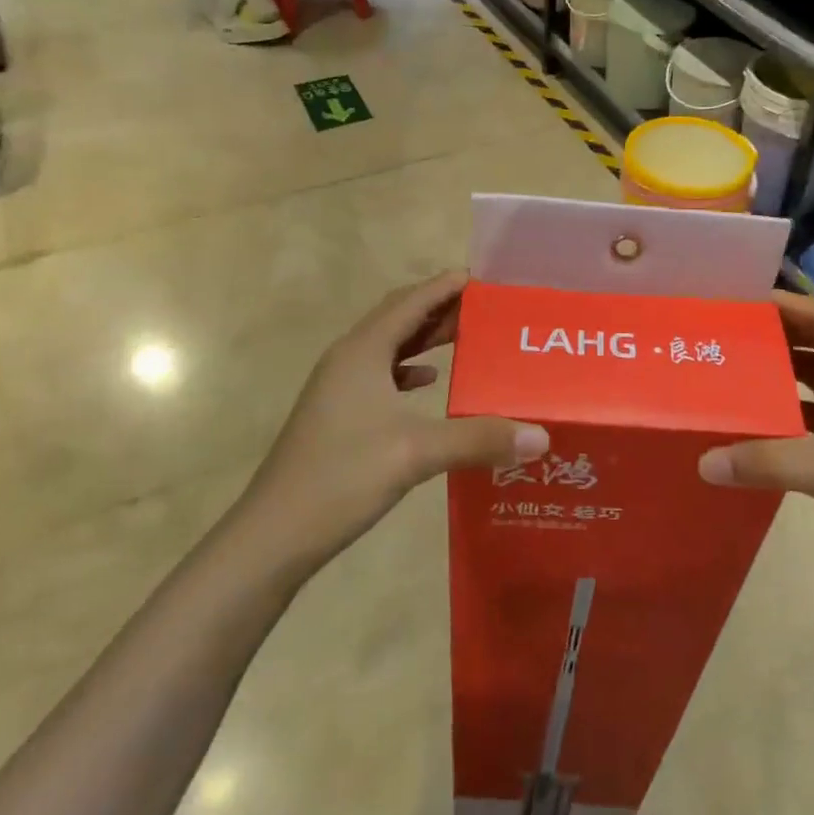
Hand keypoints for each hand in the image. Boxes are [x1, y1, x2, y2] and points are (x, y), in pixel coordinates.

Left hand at [242, 272, 547, 571]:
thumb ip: (478, 439)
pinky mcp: (337, 413)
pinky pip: (380, 374)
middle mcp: (348, 358)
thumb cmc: (341, 478)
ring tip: (467, 338)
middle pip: (399, 318)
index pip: (411, 301)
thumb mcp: (416, 453)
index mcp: (363, 351)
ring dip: (424, 338)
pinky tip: (429, 383)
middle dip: (440, 309)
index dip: (445, 286)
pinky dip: (407, 370)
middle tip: (486, 310)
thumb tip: (540, 436)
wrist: (273, 535)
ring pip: (389, 347)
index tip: (483, 278)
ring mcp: (338, 387)